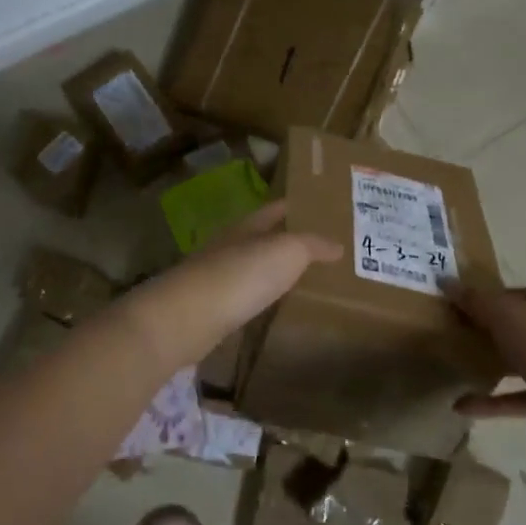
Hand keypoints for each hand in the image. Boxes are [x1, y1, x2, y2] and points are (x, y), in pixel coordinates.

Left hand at [113, 201, 340, 371]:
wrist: (188, 317)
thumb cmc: (241, 275)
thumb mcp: (287, 252)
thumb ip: (312, 245)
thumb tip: (337, 244)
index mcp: (248, 226)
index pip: (276, 209)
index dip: (296, 206)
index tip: (320, 209)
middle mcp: (230, 246)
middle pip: (261, 238)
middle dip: (286, 240)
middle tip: (320, 250)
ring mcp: (217, 277)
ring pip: (251, 268)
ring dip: (272, 272)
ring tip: (302, 281)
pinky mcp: (210, 308)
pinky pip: (243, 297)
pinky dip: (260, 298)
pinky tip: (272, 308)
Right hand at [449, 283, 525, 422]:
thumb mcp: (500, 311)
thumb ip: (473, 298)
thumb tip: (444, 280)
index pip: (515, 295)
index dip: (488, 299)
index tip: (461, 307)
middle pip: (518, 328)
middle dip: (489, 332)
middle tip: (458, 335)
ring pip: (519, 362)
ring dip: (491, 366)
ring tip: (459, 368)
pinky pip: (517, 397)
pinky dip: (492, 402)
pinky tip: (461, 405)